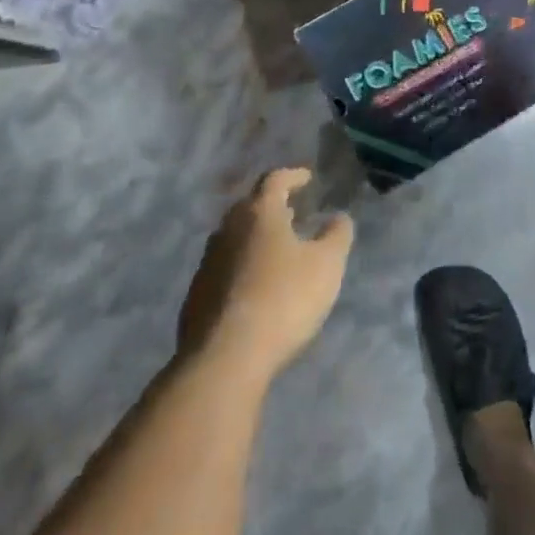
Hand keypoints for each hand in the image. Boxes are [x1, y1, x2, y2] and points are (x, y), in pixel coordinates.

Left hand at [177, 169, 353, 378]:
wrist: (225, 359)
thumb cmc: (283, 299)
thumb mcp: (327, 265)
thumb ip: (336, 235)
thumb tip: (338, 217)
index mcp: (258, 214)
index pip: (274, 180)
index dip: (293, 176)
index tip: (307, 178)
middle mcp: (227, 230)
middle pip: (249, 207)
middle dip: (271, 206)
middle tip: (292, 212)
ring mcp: (207, 264)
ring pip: (233, 239)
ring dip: (255, 238)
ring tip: (276, 250)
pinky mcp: (196, 297)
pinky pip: (223, 270)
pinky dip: (241, 268)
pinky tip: (255, 288)